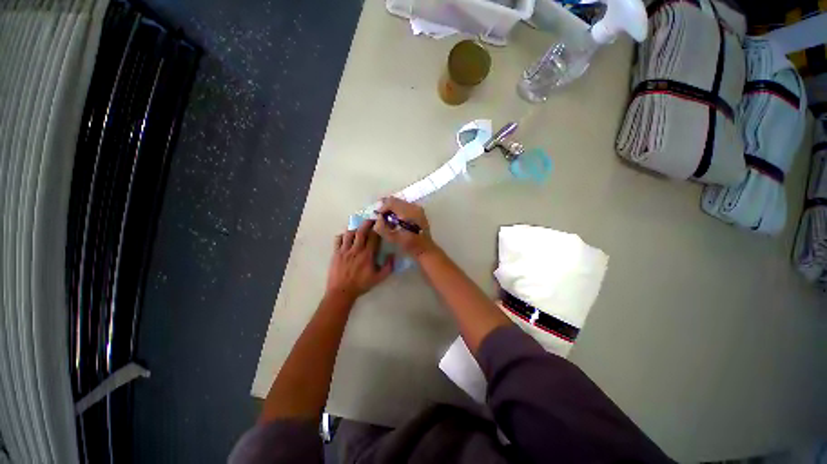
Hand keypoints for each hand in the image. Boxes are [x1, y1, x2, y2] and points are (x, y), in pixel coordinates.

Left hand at [327, 220, 393, 299]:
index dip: (377, 229)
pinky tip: (346, 236)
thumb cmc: (361, 285)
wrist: (341, 292)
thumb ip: (388, 267)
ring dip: (355, 228)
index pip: (373, 237)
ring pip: (349, 233)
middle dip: (367, 223)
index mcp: (367, 255)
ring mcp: (344, 250)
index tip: (380, 224)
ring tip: (359, 227)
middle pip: (361, 231)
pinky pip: (338, 240)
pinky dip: (342, 235)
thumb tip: (393, 255)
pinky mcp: (336, 253)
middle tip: (371, 219)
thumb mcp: (379, 278)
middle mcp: (356, 249)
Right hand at [374, 197, 437, 257]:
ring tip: (389, 219)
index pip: (391, 202)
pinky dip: (398, 209)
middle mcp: (414, 207)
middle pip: (395, 200)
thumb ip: (381, 228)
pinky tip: (397, 219)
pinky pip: (405, 205)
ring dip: (392, 208)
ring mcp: (417, 207)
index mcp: (408, 213)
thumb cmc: (409, 245)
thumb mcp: (392, 239)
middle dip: (386, 207)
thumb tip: (378, 218)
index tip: (378, 217)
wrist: (425, 248)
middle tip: (382, 218)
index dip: (382, 208)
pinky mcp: (419, 210)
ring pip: (399, 202)